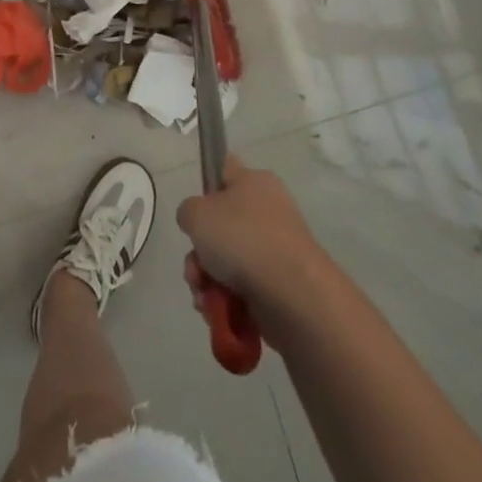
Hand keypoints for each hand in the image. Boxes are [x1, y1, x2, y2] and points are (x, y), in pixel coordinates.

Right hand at [178, 157, 328, 319]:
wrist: (293, 294)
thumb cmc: (243, 239)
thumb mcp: (197, 213)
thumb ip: (188, 211)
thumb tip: (198, 222)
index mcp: (254, 182)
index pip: (225, 171)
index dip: (207, 187)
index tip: (196, 211)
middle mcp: (267, 211)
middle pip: (220, 225)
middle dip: (200, 252)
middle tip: (196, 267)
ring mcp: (274, 250)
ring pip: (226, 260)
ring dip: (206, 279)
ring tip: (204, 295)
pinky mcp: (278, 285)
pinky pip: (241, 287)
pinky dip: (225, 299)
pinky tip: (216, 310)